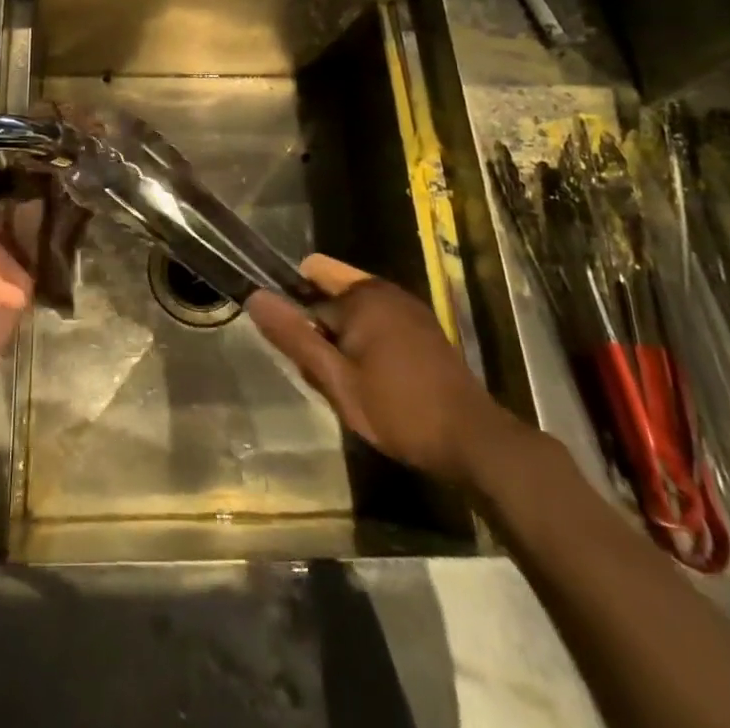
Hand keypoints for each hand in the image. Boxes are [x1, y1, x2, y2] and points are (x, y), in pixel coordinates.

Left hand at [0, 176, 33, 403]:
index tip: (3, 159)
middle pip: (0, 203)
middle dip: (14, 184)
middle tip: (34, 162)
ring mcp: (2, 258)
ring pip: (24, 219)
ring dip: (36, 201)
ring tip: (53, 176)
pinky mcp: (24, 276)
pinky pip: (40, 244)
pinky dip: (50, 226)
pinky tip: (61, 203)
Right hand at [247, 255, 524, 489]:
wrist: (475, 442)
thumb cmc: (400, 411)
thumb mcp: (337, 381)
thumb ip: (294, 337)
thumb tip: (255, 296)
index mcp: (363, 293)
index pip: (307, 286)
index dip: (298, 321)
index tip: (306, 360)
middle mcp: (386, 289)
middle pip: (330, 295)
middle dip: (321, 331)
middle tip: (331, 378)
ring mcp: (408, 308)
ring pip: (354, 313)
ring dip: (344, 342)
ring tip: (354, 386)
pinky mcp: (423, 328)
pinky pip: (378, 324)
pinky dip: (368, 346)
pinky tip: (378, 385)